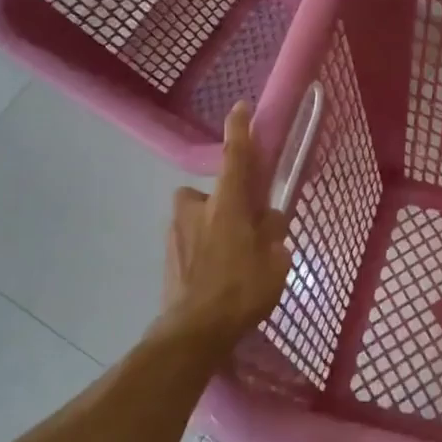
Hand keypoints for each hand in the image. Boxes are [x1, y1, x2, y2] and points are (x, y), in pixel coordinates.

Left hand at [161, 103, 292, 351]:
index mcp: (226, 206)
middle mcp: (196, 211)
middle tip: (241, 226)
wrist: (191, 333)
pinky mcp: (167, 257)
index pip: (235, 158)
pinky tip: (215, 278)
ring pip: (197, 218)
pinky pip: (189, 241)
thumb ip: (273, 234)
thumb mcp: (275, 262)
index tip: (240, 107)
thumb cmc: (240, 291)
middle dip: (221, 202)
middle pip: (208, 192)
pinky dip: (202, 251)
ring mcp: (176, 234)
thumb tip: (269, 221)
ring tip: (230, 260)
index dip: (239, 130)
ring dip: (211, 229)